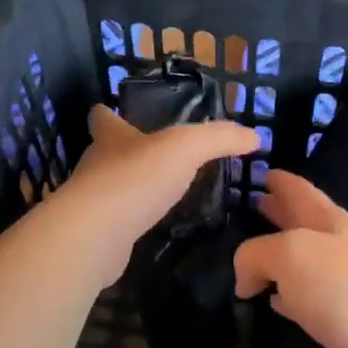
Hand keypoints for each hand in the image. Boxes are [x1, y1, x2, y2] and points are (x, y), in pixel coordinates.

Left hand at [53, 106, 258, 282]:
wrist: (95, 235)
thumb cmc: (135, 179)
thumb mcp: (186, 148)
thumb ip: (220, 138)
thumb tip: (254, 135)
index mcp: (111, 138)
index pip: (102, 117)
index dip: (108, 113)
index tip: (114, 111)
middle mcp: (97, 166)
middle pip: (107, 152)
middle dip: (127, 152)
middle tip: (158, 157)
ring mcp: (94, 202)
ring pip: (112, 188)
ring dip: (132, 188)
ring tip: (162, 193)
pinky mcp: (97, 234)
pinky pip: (117, 221)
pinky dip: (132, 221)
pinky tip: (153, 226)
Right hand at [234, 172, 347, 347]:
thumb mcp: (292, 255)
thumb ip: (256, 254)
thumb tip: (245, 278)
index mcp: (328, 221)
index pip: (298, 190)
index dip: (278, 179)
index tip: (254, 169)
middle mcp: (335, 248)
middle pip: (299, 223)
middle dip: (274, 213)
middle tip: (242, 207)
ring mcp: (340, 286)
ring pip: (298, 264)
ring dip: (275, 258)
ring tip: (243, 257)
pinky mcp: (340, 323)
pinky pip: (303, 302)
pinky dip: (284, 298)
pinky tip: (270, 303)